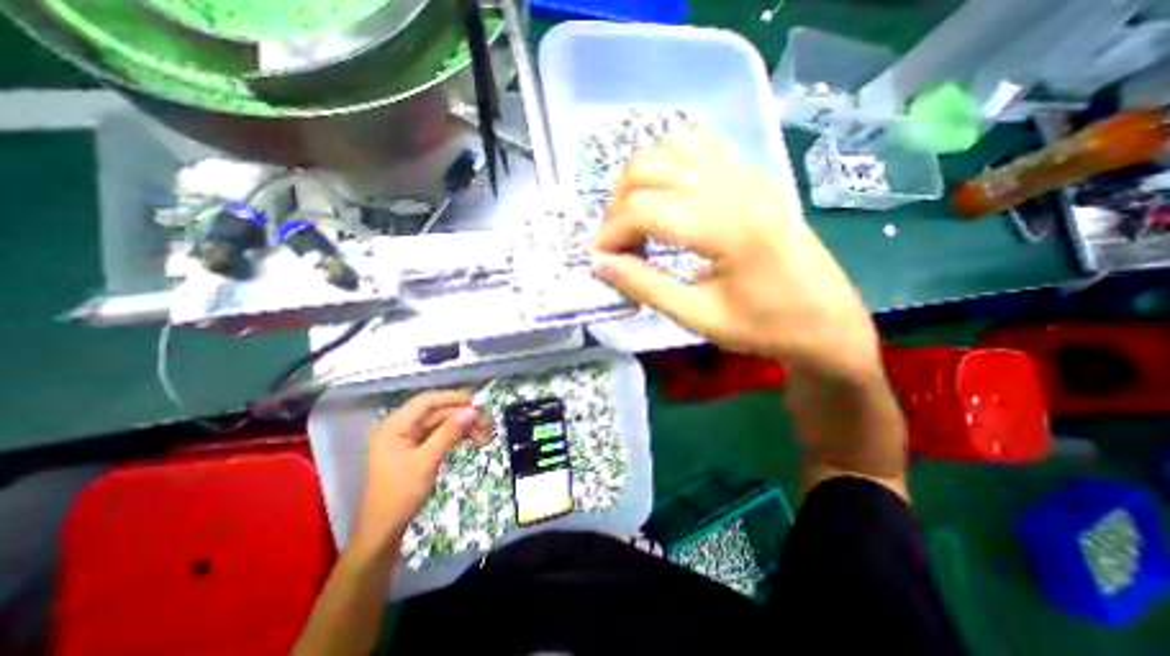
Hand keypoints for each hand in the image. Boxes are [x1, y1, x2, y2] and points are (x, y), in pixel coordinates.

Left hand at [354, 391, 486, 551]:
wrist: (383, 531)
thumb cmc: (401, 492)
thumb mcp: (428, 459)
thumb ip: (449, 431)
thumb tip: (472, 411)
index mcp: (394, 425)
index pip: (427, 401)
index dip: (453, 398)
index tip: (477, 401)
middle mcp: (399, 427)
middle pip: (435, 413)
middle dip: (461, 416)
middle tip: (487, 422)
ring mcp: (405, 440)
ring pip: (439, 425)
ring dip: (461, 428)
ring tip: (484, 435)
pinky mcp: (413, 451)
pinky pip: (436, 437)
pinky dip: (453, 438)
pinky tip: (471, 441)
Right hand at [594, 128, 876, 381]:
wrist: (826, 320)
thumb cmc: (764, 327)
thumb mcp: (698, 317)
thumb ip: (645, 286)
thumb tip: (600, 263)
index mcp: (728, 229)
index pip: (645, 209)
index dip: (610, 233)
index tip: (599, 259)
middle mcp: (736, 187)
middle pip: (650, 169)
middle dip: (618, 206)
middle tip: (618, 244)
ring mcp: (748, 174)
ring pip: (670, 148)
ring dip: (639, 180)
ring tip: (637, 219)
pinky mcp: (752, 174)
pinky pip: (699, 145)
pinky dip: (667, 163)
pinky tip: (666, 196)